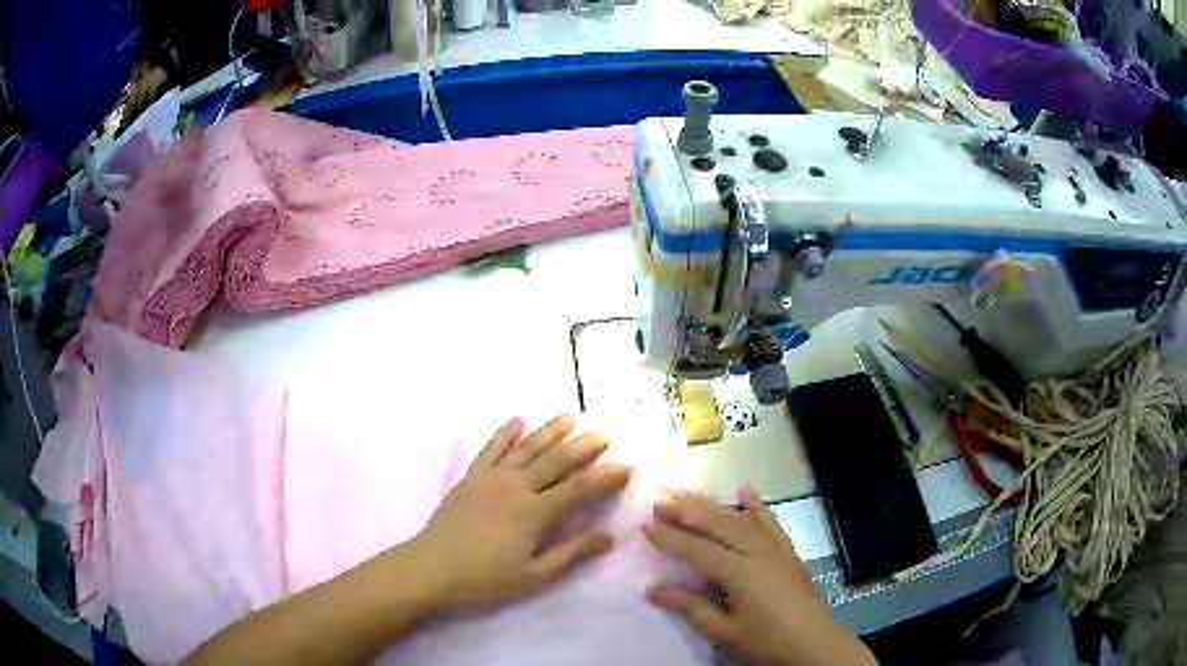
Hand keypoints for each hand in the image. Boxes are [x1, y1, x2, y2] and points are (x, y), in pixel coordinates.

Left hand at [401, 415, 631, 614]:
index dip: (604, 478)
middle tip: (605, 433)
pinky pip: (491, 448)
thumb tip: (609, 536)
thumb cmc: (485, 579)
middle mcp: (516, 487)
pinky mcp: (471, 477)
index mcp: (535, 513)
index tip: (626, 466)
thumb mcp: (534, 576)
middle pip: (556, 461)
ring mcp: (491, 478)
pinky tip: (517, 419)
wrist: (431, 569)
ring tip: (571, 416)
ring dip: (550, 430)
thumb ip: (572, 554)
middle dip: (584, 446)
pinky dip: (505, 432)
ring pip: (527, 447)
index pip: (578, 488)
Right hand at [643, 491, 876, 665]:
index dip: (671, 538)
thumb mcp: (724, 632)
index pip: (698, 550)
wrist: (813, 644)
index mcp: (740, 573)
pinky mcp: (788, 552)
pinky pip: (771, 524)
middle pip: (719, 526)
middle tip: (661, 503)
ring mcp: (776, 549)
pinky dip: (758, 507)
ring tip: (689, 496)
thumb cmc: (766, 642)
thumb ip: (691, 607)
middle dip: (688, 513)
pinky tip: (745, 491)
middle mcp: (758, 553)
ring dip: (714, 507)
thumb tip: (653, 590)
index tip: (646, 525)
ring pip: (741, 520)